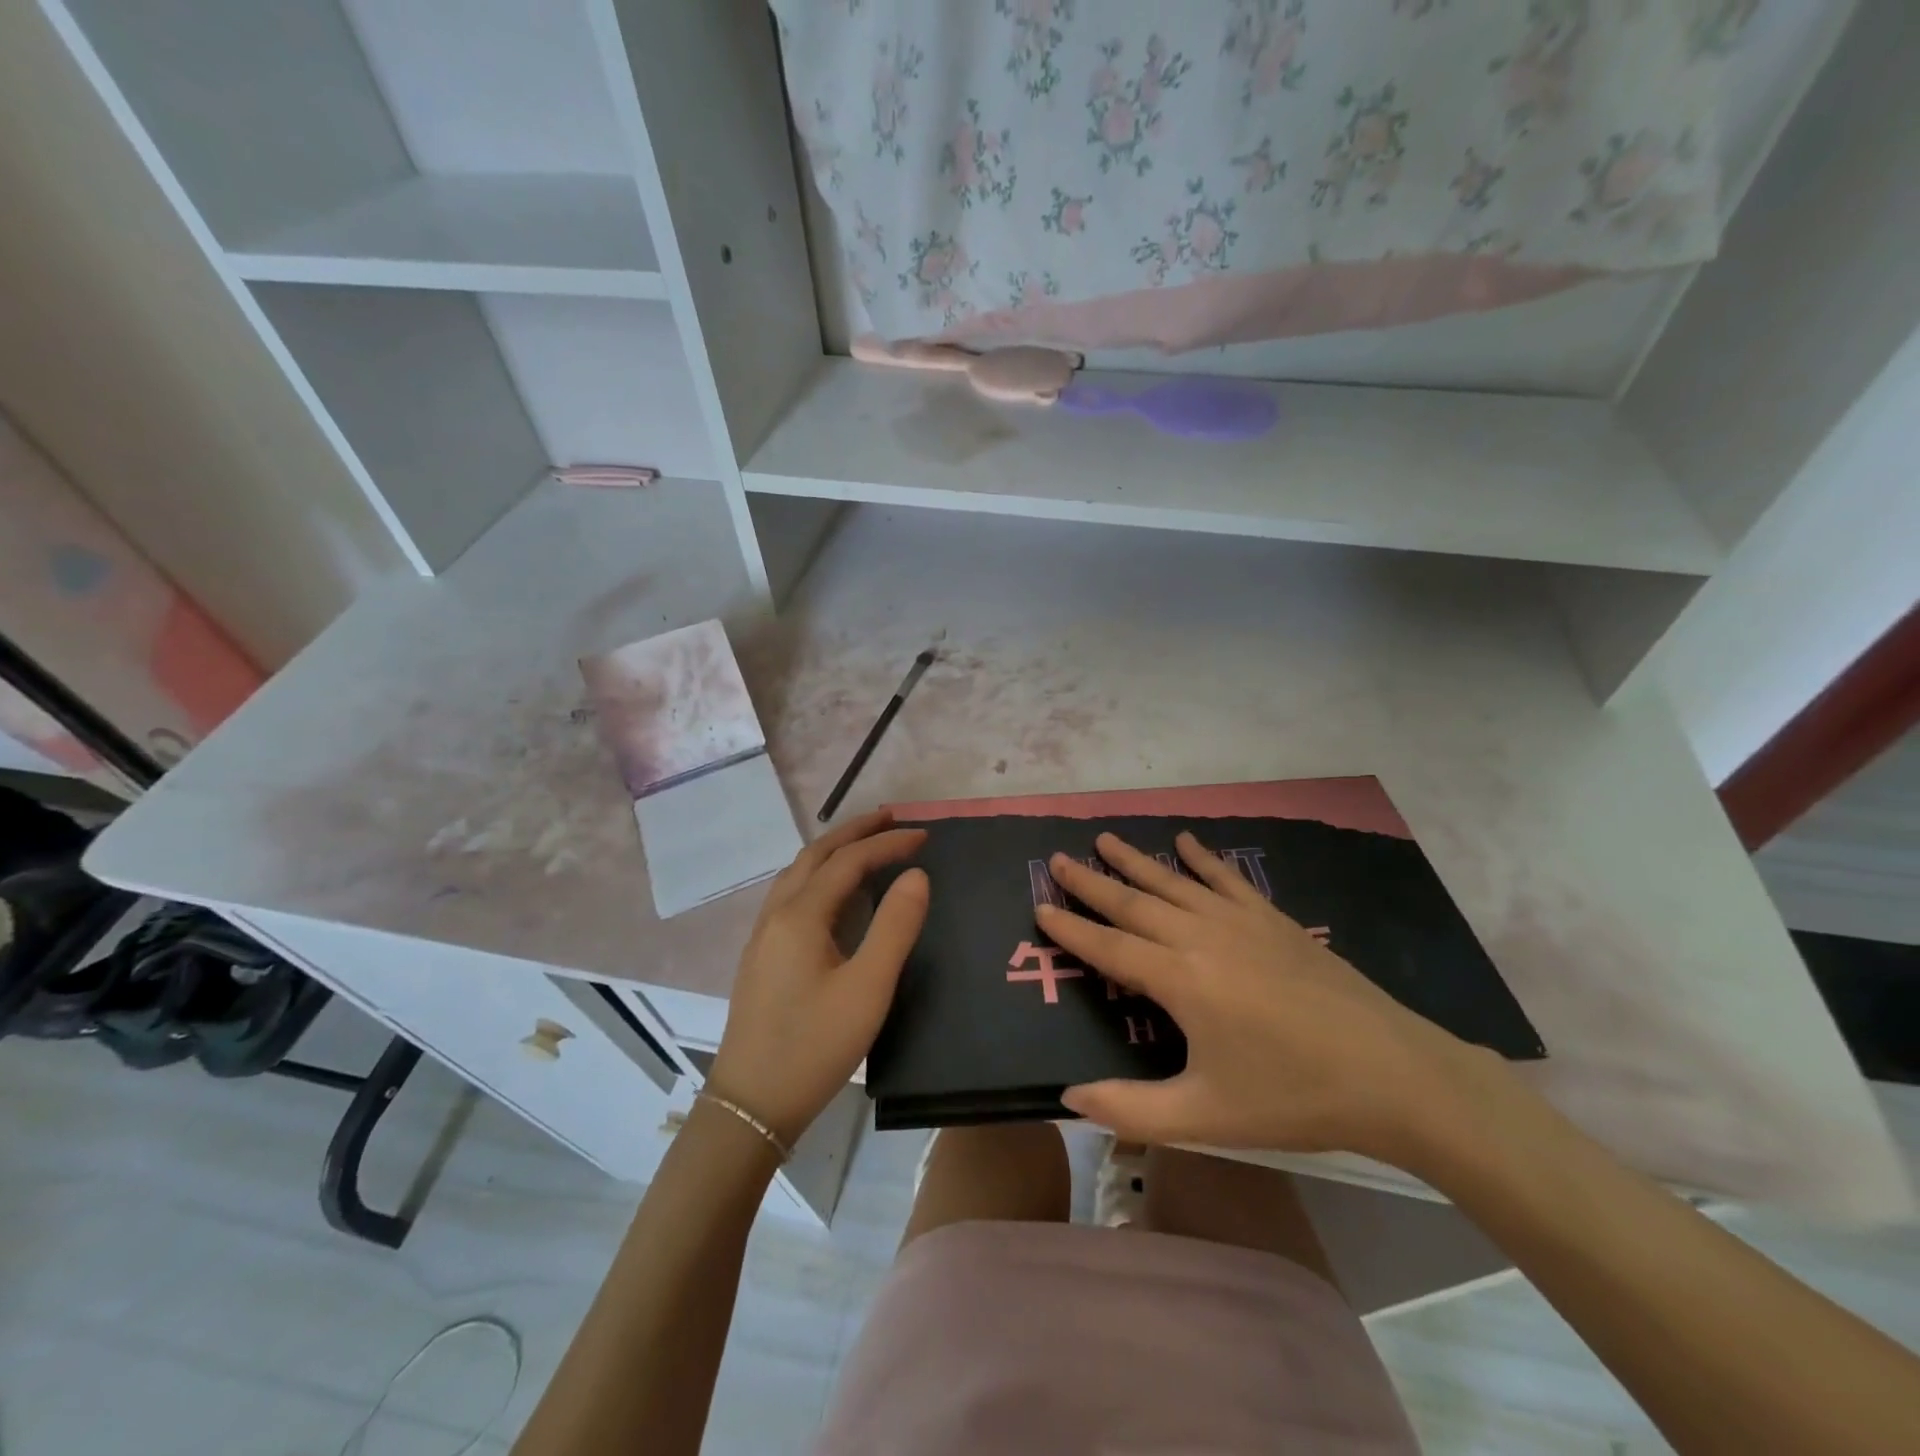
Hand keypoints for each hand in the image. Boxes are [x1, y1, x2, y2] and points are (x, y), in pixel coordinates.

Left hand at [708, 810, 927, 1148]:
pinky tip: (833, 892)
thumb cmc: (815, 1045)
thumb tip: (916, 875)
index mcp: (801, 915)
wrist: (751, 1104)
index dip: (887, 843)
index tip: (924, 835)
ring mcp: (763, 935)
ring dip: (833, 850)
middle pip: (816, 855)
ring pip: (799, 873)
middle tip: (892, 818)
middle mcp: (777, 914)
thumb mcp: (868, 988)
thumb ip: (895, 926)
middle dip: (855, 831)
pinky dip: (819, 874)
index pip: (849, 861)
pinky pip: (792, 894)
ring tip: (866, 844)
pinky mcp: (762, 955)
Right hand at [1041, 831, 1486, 1167]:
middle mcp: (1202, 937)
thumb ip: (1131, 1110)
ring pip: (1174, 881)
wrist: (1393, 1074)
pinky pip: (1227, 879)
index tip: (1040, 906)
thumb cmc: (1293, 1097)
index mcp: (1181, 980)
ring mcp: (1241, 922)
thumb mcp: (1206, 1117)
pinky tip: (1186, 841)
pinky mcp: (1274, 920)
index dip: (1071, 928)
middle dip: (1092, 881)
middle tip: (1058, 858)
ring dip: (1136, 860)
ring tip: (1105, 838)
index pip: (1109, 947)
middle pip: (1134, 903)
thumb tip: (1069, 1097)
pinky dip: (1202, 858)